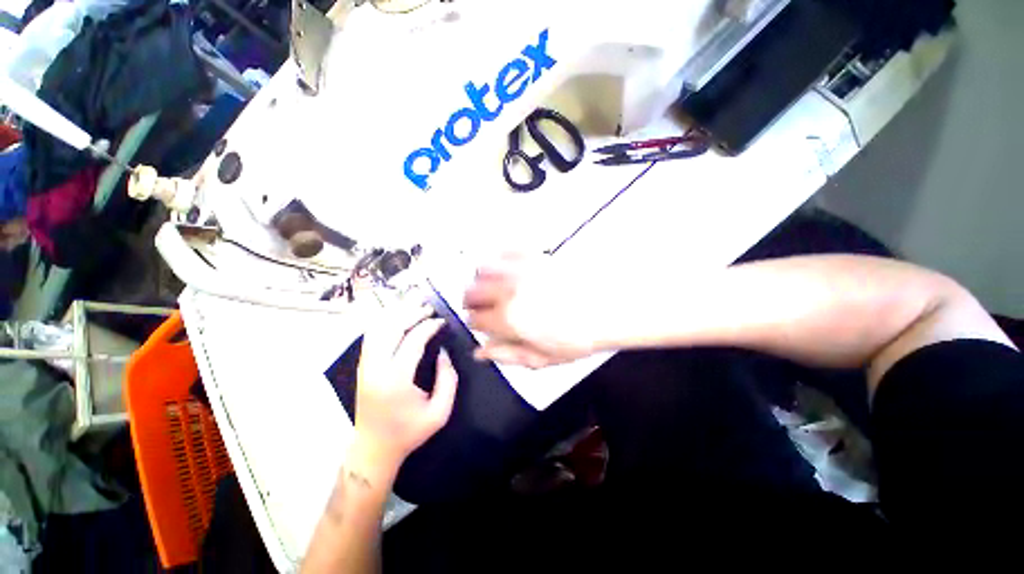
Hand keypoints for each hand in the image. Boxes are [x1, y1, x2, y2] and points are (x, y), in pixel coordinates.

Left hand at [352, 302, 458, 477]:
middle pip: (391, 328)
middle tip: (428, 307)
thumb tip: (443, 352)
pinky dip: (385, 322)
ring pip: (377, 329)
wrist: (373, 448)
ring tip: (414, 306)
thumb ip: (448, 379)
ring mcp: (365, 366)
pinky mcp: (362, 367)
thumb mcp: (440, 412)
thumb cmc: (409, 432)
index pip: (413, 341)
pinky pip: (371, 336)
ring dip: (396, 314)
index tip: (441, 321)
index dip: (429, 327)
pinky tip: (397, 317)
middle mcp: (376, 368)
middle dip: (411, 313)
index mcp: (396, 379)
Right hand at [463, 254, 603, 368]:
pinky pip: (507, 250)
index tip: (482, 324)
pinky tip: (508, 267)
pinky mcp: (535, 255)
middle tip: (482, 306)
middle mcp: (509, 291)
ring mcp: (521, 270)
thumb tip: (480, 351)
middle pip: (472, 291)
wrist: (608, 307)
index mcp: (509, 319)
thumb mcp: (542, 358)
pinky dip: (501, 257)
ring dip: (482, 278)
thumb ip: (507, 355)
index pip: (474, 318)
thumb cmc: (578, 336)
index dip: (474, 322)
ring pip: (483, 268)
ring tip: (493, 285)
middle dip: (471, 300)